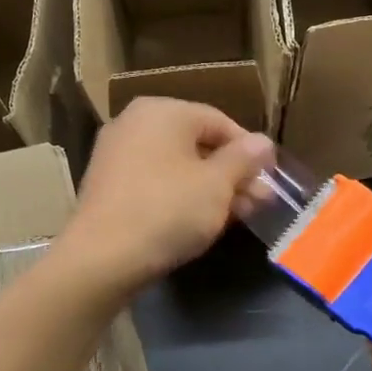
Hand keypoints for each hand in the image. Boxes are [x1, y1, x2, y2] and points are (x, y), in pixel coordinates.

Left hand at [68, 98, 275, 294]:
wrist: (101, 258)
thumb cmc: (167, 210)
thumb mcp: (217, 185)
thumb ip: (244, 159)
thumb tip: (264, 142)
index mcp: (162, 111)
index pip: (220, 122)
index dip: (250, 151)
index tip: (270, 179)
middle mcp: (135, 122)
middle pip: (198, 144)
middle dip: (232, 174)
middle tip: (259, 203)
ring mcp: (117, 154)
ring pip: (178, 165)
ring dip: (211, 188)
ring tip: (238, 216)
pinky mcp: (108, 185)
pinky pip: (155, 182)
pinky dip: (181, 196)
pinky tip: (200, 221)